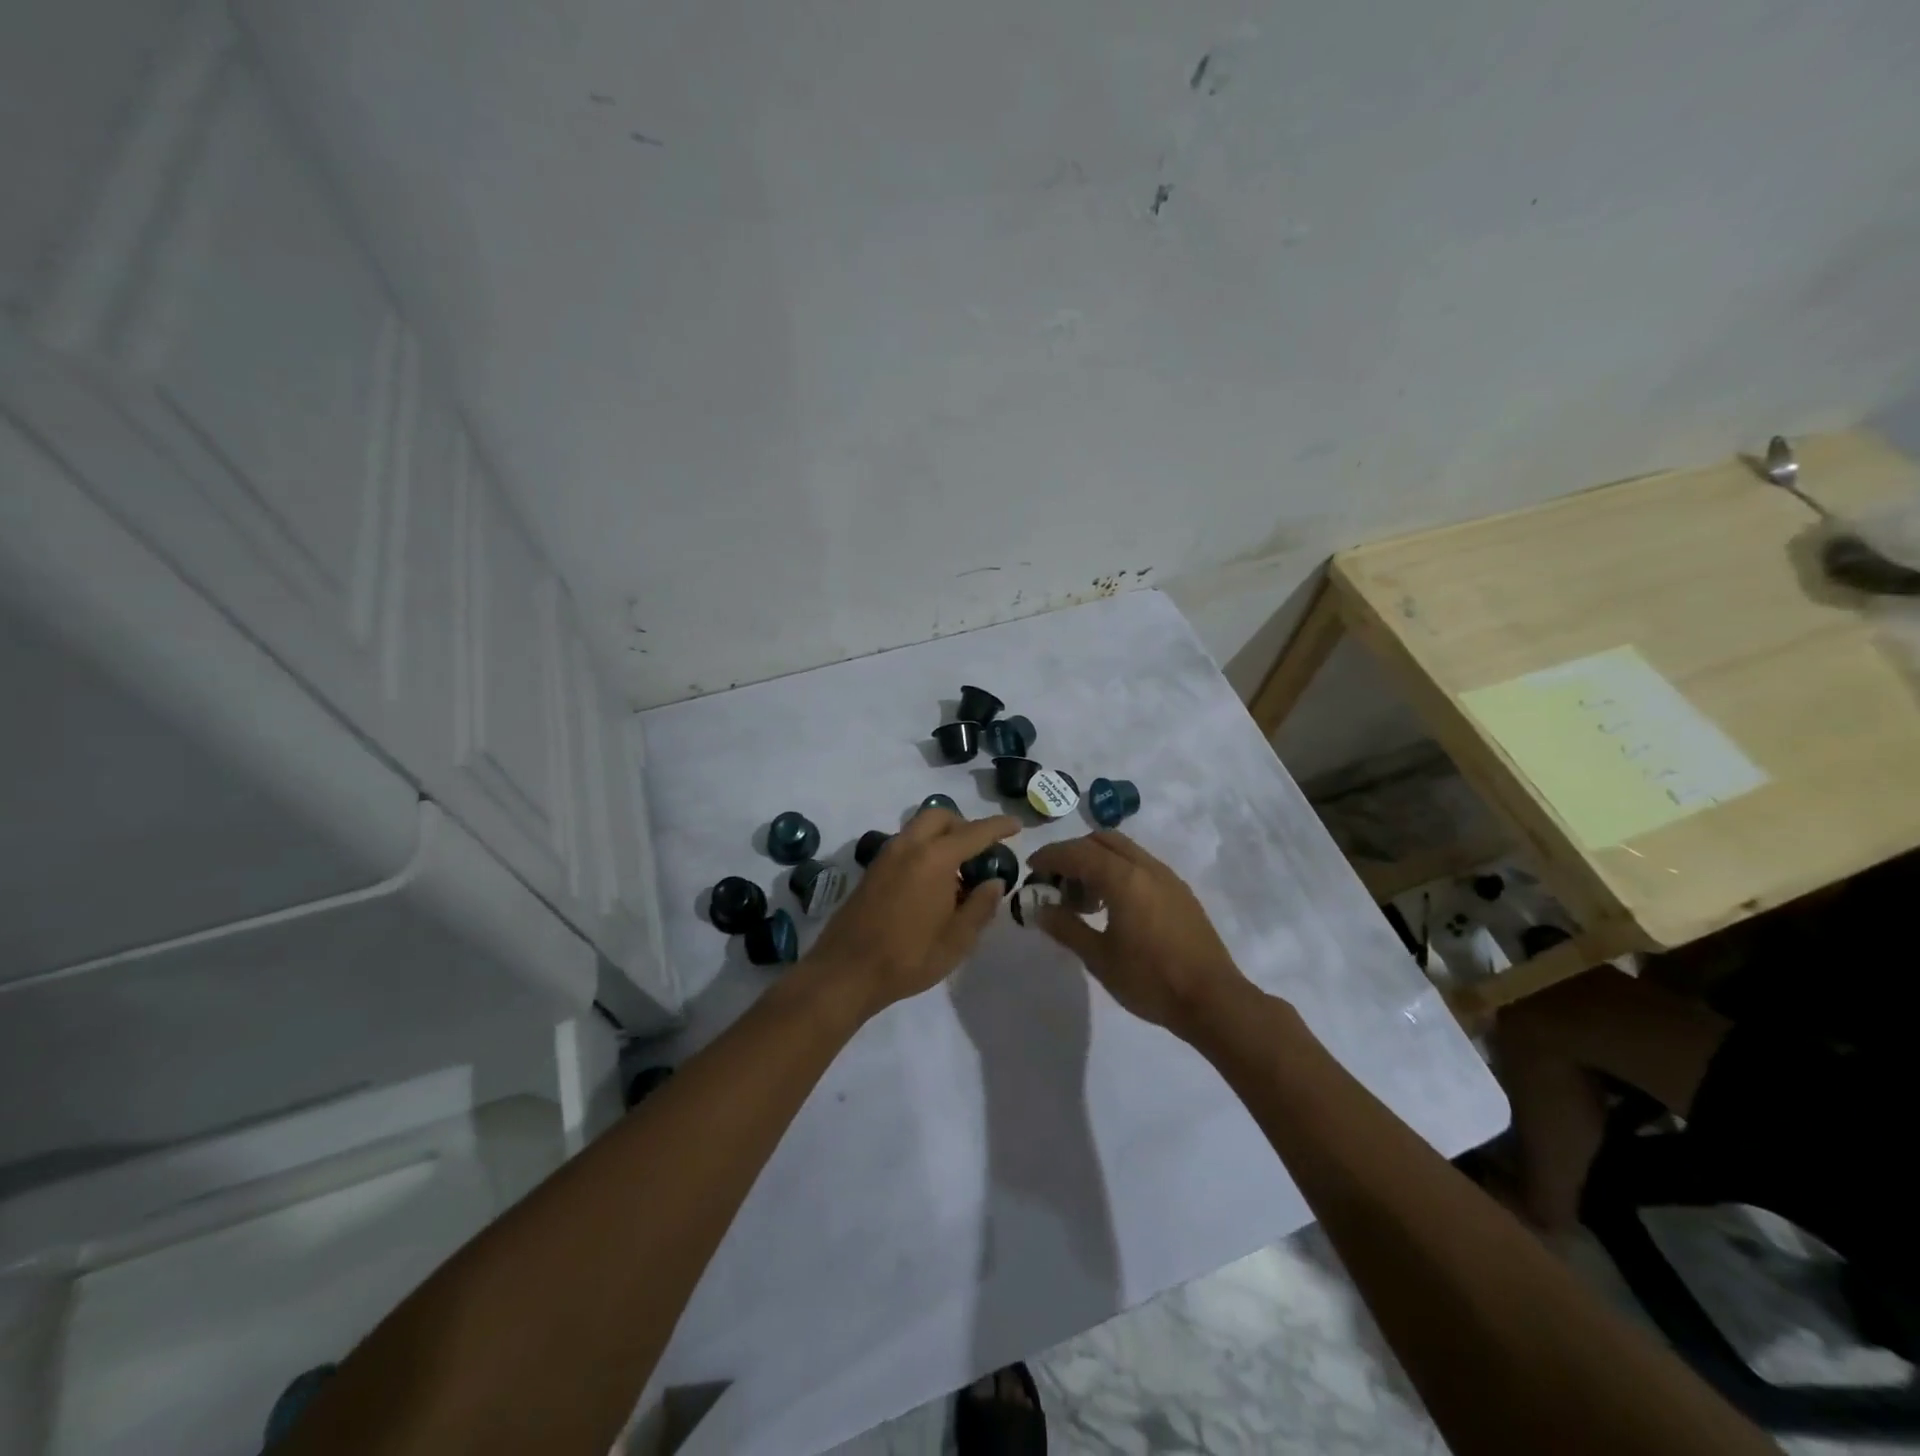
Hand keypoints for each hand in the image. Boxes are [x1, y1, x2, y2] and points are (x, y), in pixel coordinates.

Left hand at [804, 809, 1020, 1017]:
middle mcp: (908, 846)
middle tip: (980, 850)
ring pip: (919, 828)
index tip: (1016, 825)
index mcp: (934, 859)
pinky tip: (932, 884)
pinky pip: (905, 844)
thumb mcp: (957, 940)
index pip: (974, 832)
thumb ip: (981, 906)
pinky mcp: (872, 870)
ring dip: (942, 836)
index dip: (998, 826)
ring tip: (957, 871)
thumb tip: (994, 882)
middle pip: (940, 816)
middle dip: (964, 824)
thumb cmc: (908, 957)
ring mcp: (886, 856)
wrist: (846, 972)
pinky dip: (924, 849)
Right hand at [1026, 831, 1252, 1038]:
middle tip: (1057, 883)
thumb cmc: (1150, 980)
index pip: (1077, 852)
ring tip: (1084, 901)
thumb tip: (1040, 908)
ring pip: (1123, 850)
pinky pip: (1141, 865)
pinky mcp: (1180, 892)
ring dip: (1097, 862)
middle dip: (1074, 853)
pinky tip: (1114, 907)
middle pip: (1101, 840)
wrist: (1213, 1000)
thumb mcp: (1099, 957)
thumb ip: (1066, 927)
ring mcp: (1167, 877)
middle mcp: (1146, 866)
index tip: (1031, 869)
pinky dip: (1118, 872)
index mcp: (1123, 877)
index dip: (1050, 857)